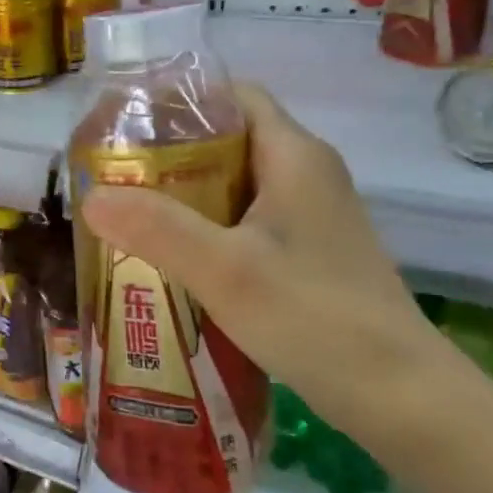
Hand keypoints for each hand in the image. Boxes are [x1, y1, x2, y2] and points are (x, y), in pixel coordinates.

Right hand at [80, 83, 472, 466]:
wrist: (400, 396)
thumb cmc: (315, 318)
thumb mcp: (226, 271)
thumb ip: (157, 229)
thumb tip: (91, 197)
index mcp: (294, 155)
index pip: (232, 96)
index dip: (177, 101)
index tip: (124, 123)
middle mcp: (305, 174)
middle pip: (227, 139)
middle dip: (167, 152)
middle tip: (113, 175)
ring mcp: (310, 216)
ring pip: (233, 184)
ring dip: (182, 194)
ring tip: (128, 213)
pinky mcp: (307, 253)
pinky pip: (244, 221)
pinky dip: (204, 228)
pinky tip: (171, 257)